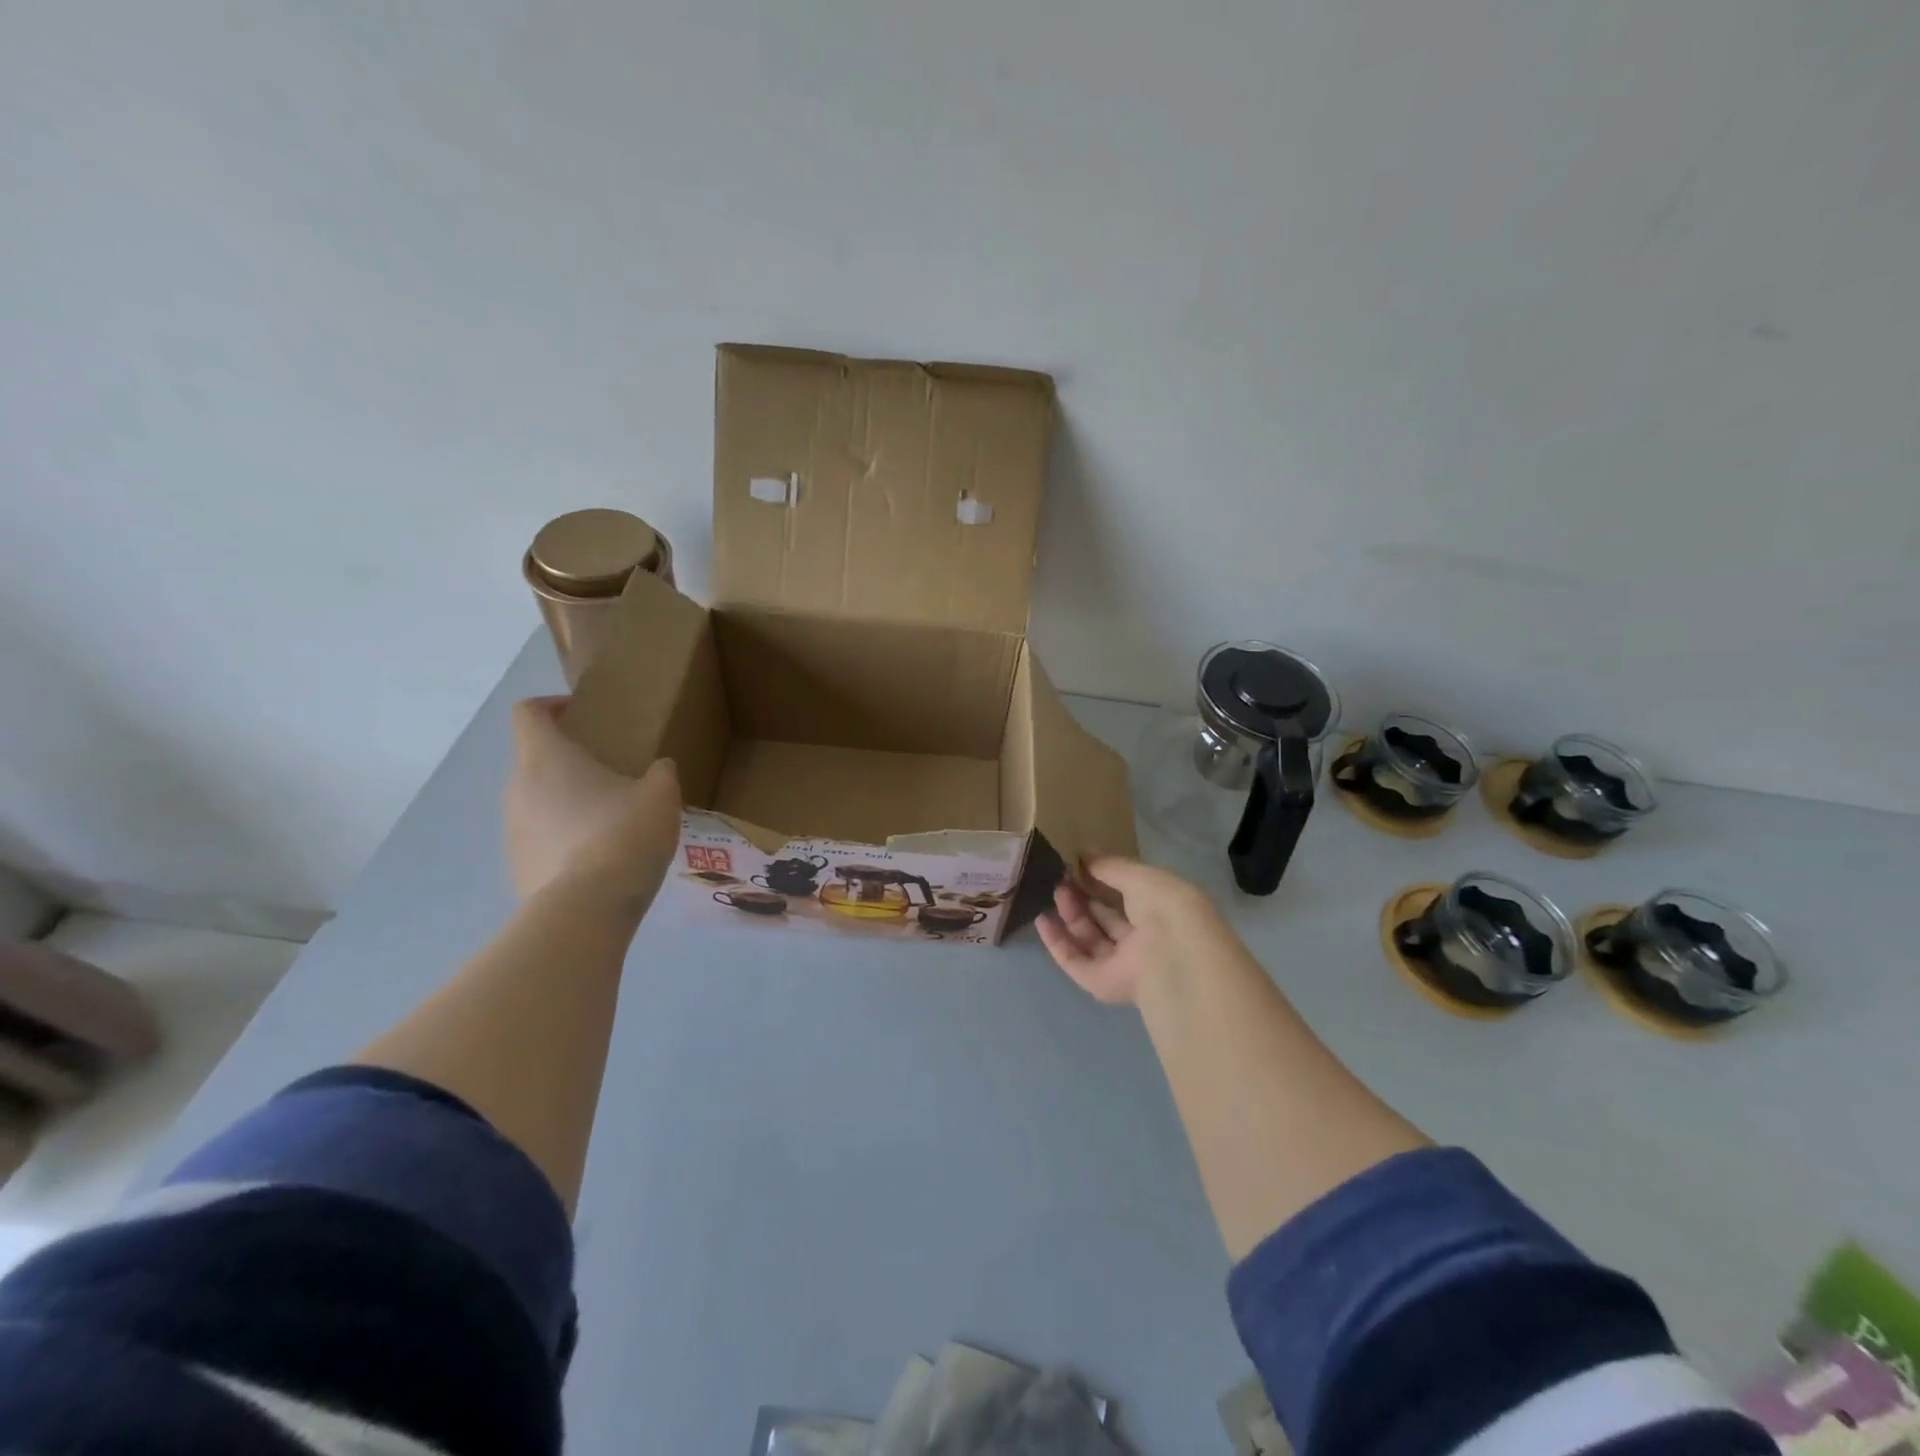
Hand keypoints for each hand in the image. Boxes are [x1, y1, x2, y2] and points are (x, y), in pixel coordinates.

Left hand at [504, 697, 681, 900]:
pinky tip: (600, 859)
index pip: (528, 713)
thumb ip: (660, 773)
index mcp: (547, 759)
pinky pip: (541, 840)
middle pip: (536, 761)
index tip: (579, 712)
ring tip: (611, 822)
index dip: (550, 705)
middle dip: (570, 763)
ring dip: (568, 803)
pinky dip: (565, 840)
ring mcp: (512, 831)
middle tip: (612, 776)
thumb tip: (659, 769)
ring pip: (538, 803)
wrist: (589, 907)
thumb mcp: (661, 795)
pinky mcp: (518, 867)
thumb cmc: (624, 833)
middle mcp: (518, 789)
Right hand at [1038, 855, 1221, 1006]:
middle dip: (1083, 897)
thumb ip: (1109, 866)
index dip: (1104, 880)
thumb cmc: (1165, 907)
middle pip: (1106, 918)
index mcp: (1162, 912)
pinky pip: (1075, 962)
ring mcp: (1123, 964)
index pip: (1129, 895)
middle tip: (1063, 878)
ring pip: (1090, 939)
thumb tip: (1083, 854)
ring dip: (1070, 915)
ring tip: (1055, 891)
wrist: (1173, 955)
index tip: (1080, 864)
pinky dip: (1057, 943)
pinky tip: (1042, 920)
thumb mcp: (1139, 875)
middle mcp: (1144, 940)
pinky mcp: (1103, 984)